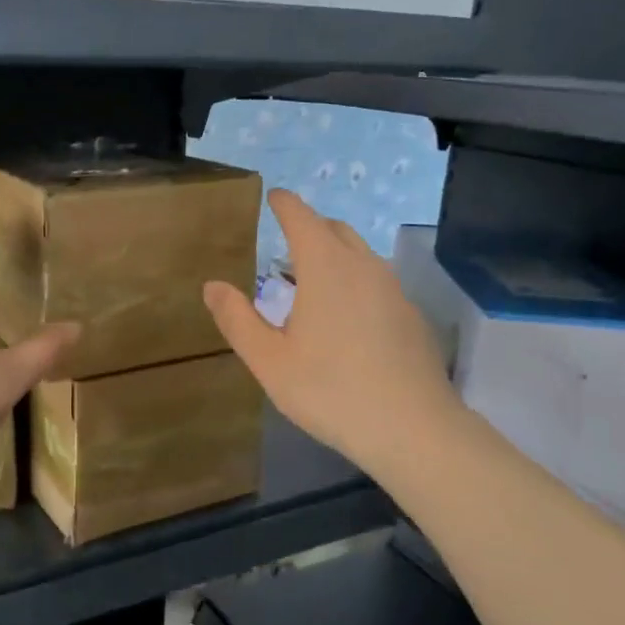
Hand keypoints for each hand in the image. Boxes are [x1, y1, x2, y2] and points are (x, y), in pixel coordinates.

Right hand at [203, 190, 457, 474]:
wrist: (413, 428)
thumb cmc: (330, 391)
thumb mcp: (269, 361)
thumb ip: (237, 319)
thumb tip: (212, 286)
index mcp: (326, 267)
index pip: (302, 218)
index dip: (285, 204)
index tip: (274, 196)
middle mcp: (363, 266)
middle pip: (335, 229)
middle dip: (310, 226)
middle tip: (288, 240)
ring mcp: (394, 290)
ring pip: (360, 255)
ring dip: (334, 254)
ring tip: (313, 280)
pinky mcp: (411, 315)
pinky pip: (377, 282)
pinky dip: (355, 281)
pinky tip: (346, 318)